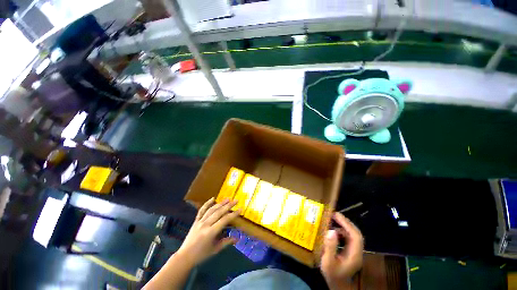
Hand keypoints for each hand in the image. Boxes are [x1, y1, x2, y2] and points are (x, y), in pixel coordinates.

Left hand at [176, 198, 239, 265]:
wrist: (185, 257)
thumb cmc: (201, 255)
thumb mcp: (215, 249)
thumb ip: (226, 242)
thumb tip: (237, 238)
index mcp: (211, 232)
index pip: (225, 220)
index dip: (233, 214)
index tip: (240, 209)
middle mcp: (206, 224)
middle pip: (219, 212)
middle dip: (228, 205)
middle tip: (236, 200)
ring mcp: (200, 221)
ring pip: (212, 210)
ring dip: (220, 203)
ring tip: (228, 198)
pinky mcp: (196, 221)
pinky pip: (201, 210)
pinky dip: (207, 204)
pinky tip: (212, 198)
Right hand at [320, 212, 363, 288]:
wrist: (337, 286)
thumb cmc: (332, 275)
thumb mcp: (328, 262)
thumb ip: (330, 247)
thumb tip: (331, 230)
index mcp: (354, 255)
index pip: (355, 236)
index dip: (347, 224)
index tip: (336, 215)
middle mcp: (357, 252)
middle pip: (356, 234)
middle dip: (346, 223)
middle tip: (334, 214)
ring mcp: (354, 252)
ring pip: (352, 236)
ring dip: (344, 226)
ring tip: (333, 220)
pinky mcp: (350, 252)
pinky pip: (348, 239)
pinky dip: (342, 232)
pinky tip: (334, 231)